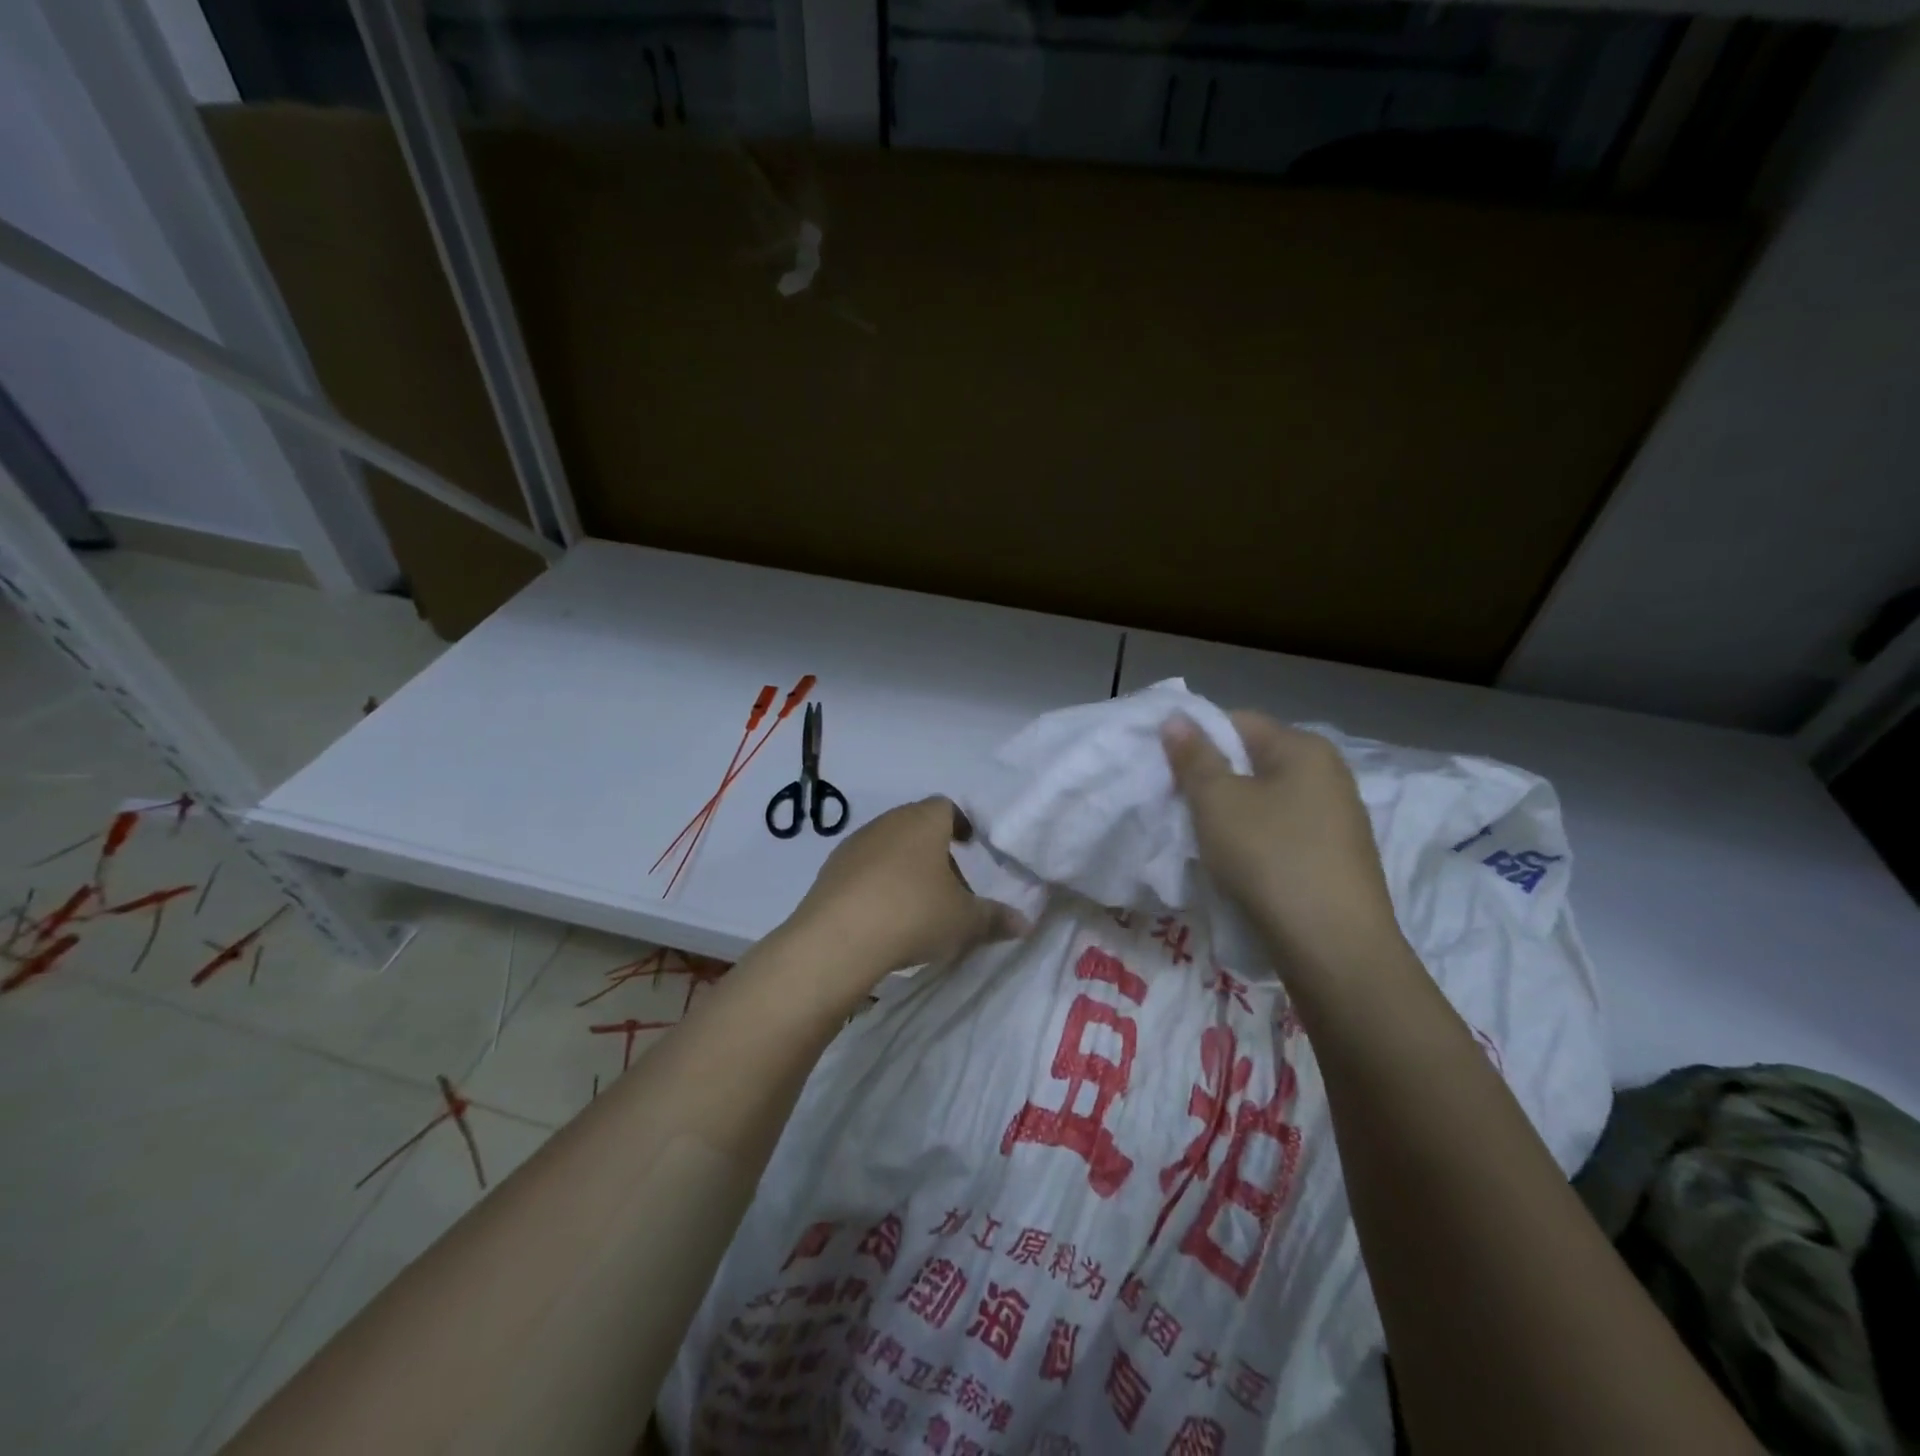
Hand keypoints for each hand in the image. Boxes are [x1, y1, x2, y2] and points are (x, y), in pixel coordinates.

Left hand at [784, 797, 1029, 994]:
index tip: (970, 845)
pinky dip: (877, 884)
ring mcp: (854, 844)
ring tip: (917, 904)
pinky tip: (884, 916)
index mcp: (924, 821)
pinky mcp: (830, 871)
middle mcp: (888, 822)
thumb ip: (995, 919)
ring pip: (888, 847)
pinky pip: (862, 869)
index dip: (961, 824)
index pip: (946, 807)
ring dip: (904, 868)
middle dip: (935, 851)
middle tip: (950, 885)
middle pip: (916, 827)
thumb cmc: (914, 913)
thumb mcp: (965, 921)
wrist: (839, 937)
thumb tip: (1025, 923)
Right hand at [1162, 711, 1402, 975]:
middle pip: (1254, 762)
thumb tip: (1177, 719)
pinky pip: (1284, 835)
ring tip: (1206, 843)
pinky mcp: (1337, 860)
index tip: (1170, 773)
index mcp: (1305, 748)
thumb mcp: (1218, 802)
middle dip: (1214, 781)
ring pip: (1268, 802)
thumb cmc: (1270, 858)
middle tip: (1182, 809)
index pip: (1238, 722)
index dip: (1198, 741)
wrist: (1334, 947)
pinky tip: (1240, 869)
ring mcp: (1338, 820)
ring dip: (1234, 816)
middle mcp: (1330, 775)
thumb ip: (1194, 757)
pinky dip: (1257, 843)